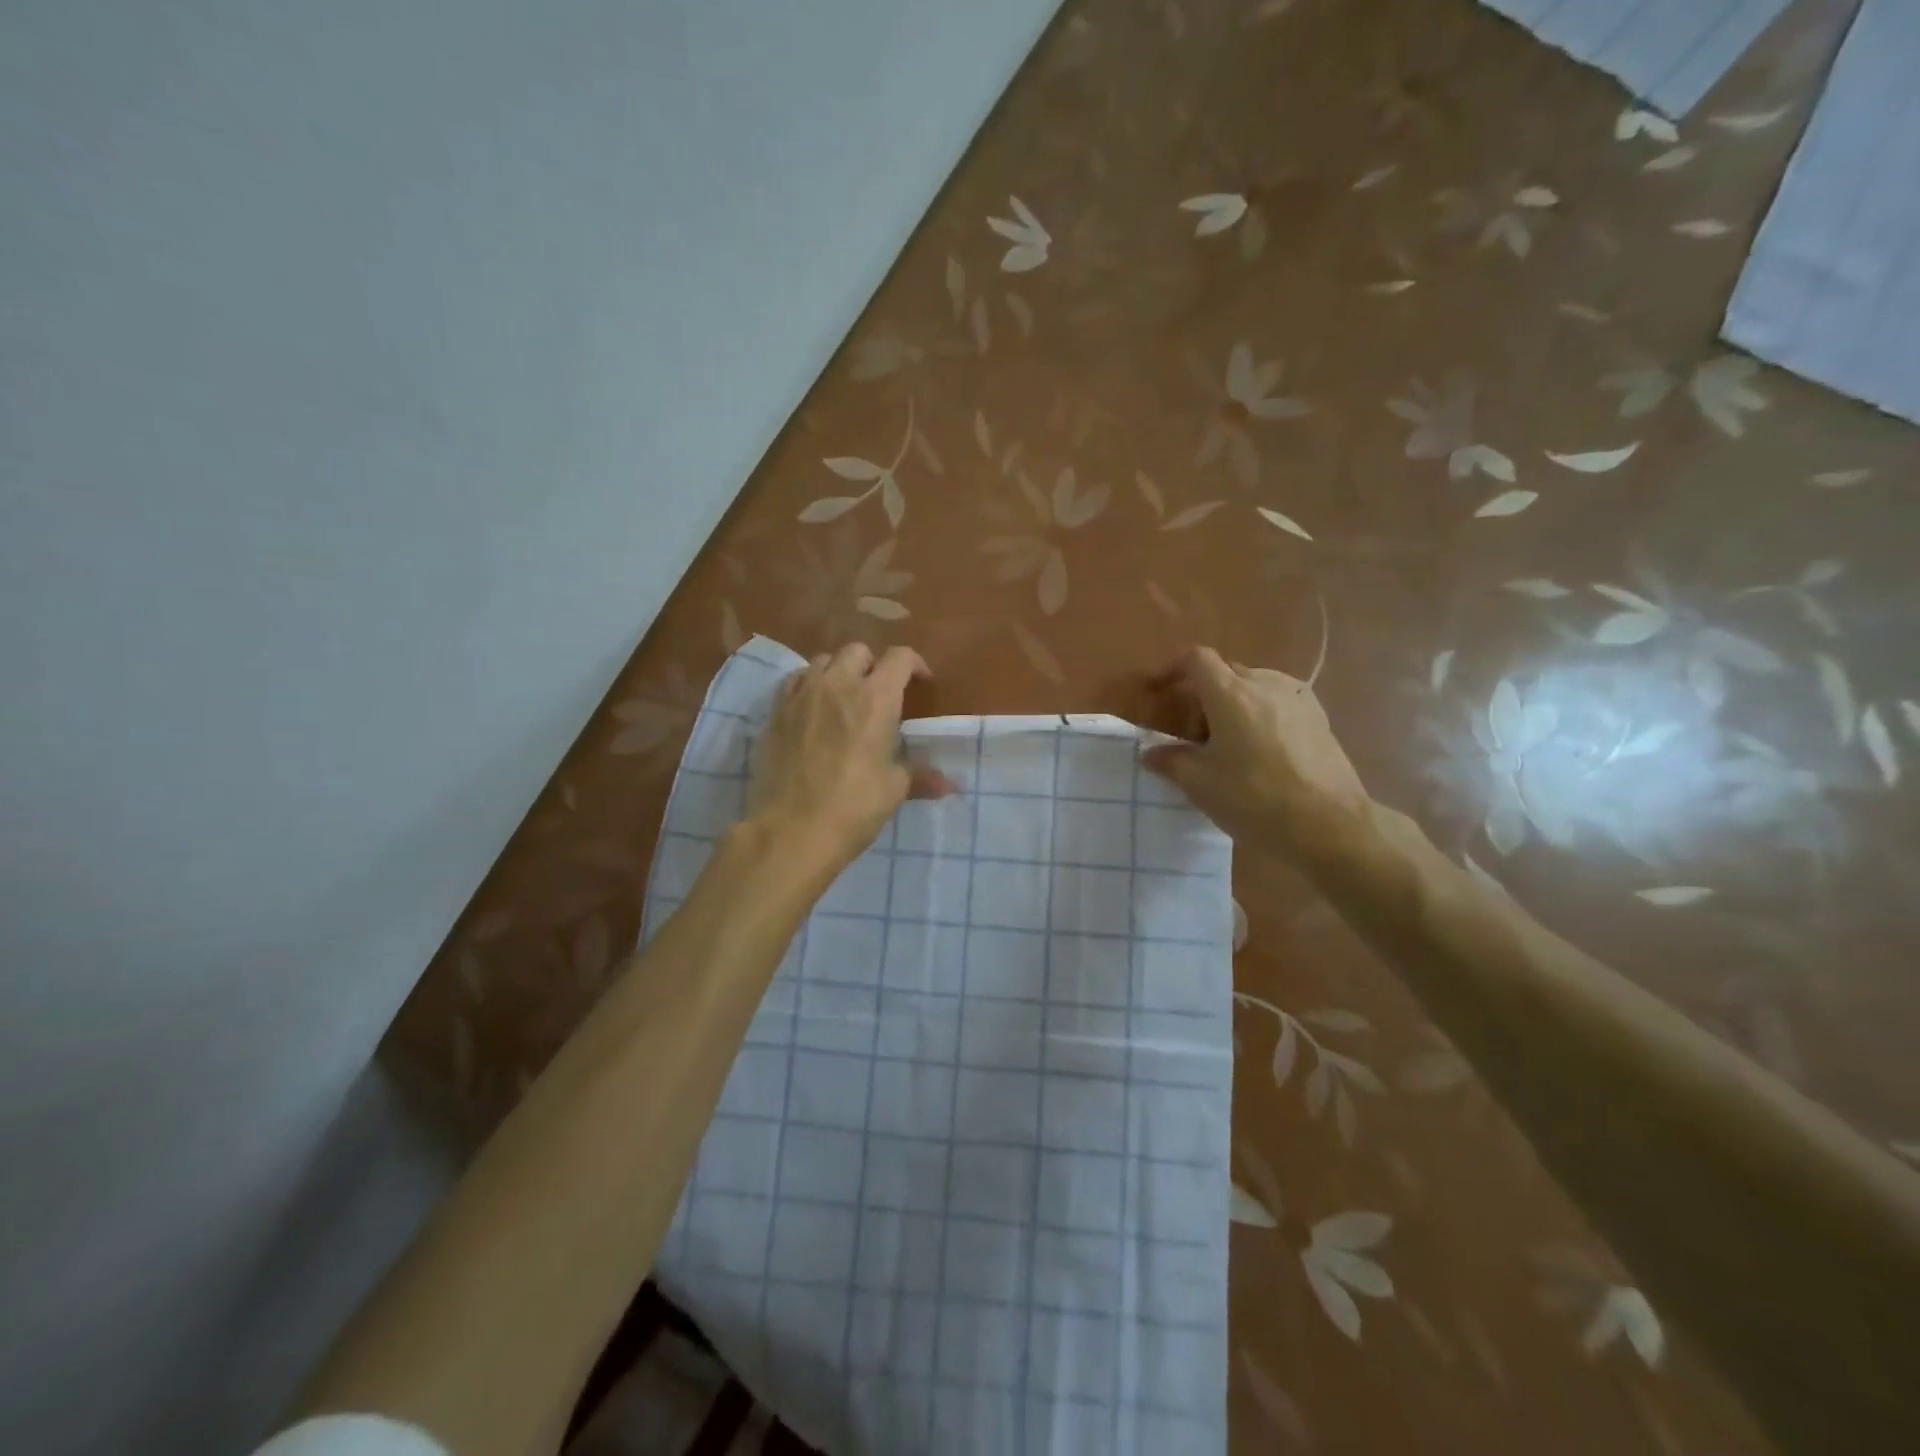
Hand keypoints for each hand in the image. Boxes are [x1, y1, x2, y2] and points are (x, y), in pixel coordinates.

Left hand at [749, 643, 954, 874]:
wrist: (792, 830)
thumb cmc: (853, 806)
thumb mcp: (894, 790)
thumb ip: (921, 777)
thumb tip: (949, 784)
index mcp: (876, 698)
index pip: (900, 657)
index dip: (914, 664)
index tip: (920, 682)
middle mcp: (838, 684)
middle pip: (858, 651)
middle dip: (873, 665)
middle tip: (879, 692)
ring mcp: (803, 695)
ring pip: (823, 660)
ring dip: (838, 671)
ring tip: (844, 697)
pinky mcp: (776, 711)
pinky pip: (795, 681)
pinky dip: (809, 685)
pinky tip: (812, 708)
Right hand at [1141, 646, 1369, 858]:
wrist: (1329, 825)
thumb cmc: (1255, 799)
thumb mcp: (1201, 784)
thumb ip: (1171, 761)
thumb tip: (1151, 752)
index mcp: (1231, 694)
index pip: (1197, 659)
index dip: (1172, 669)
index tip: (1158, 691)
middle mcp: (1265, 684)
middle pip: (1225, 672)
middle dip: (1203, 694)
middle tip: (1194, 733)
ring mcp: (1298, 699)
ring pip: (1255, 686)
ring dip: (1234, 703)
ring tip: (1229, 742)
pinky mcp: (1319, 717)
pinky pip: (1280, 701)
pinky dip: (1262, 713)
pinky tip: (1262, 748)